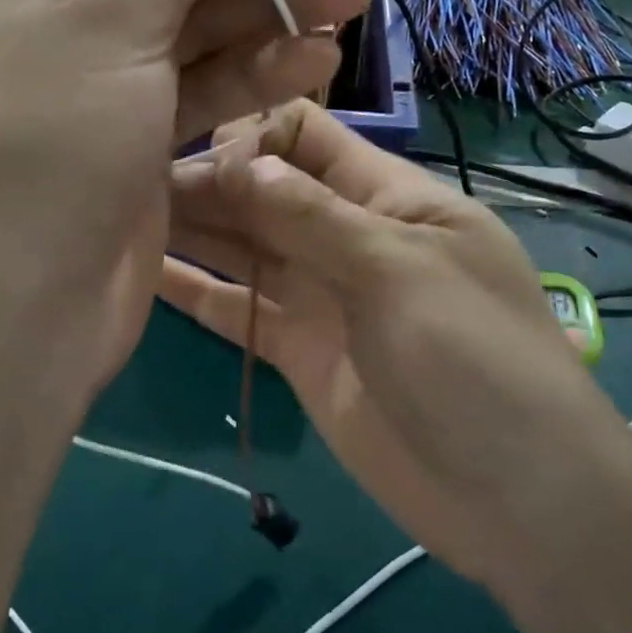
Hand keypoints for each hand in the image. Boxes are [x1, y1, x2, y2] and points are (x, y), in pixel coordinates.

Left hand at [0, 0, 370, 411]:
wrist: (16, 305)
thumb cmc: (42, 136)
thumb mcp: (112, 13)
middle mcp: (57, 15)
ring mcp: (103, 84)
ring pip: (197, 30)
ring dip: (273, 12)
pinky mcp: (140, 144)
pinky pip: (203, 91)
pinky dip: (257, 74)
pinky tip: (317, 60)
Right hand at [162, 101, 631, 587]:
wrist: (512, 496)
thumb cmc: (473, 360)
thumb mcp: (400, 270)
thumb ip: (314, 216)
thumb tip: (238, 161)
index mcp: (389, 196)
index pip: (307, 136)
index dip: (251, 137)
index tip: (195, 158)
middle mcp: (348, 236)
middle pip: (266, 192)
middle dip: (208, 183)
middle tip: (127, 184)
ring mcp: (321, 295)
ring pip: (245, 248)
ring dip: (193, 231)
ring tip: (119, 216)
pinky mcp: (299, 351)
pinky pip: (240, 310)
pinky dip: (197, 294)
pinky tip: (142, 275)